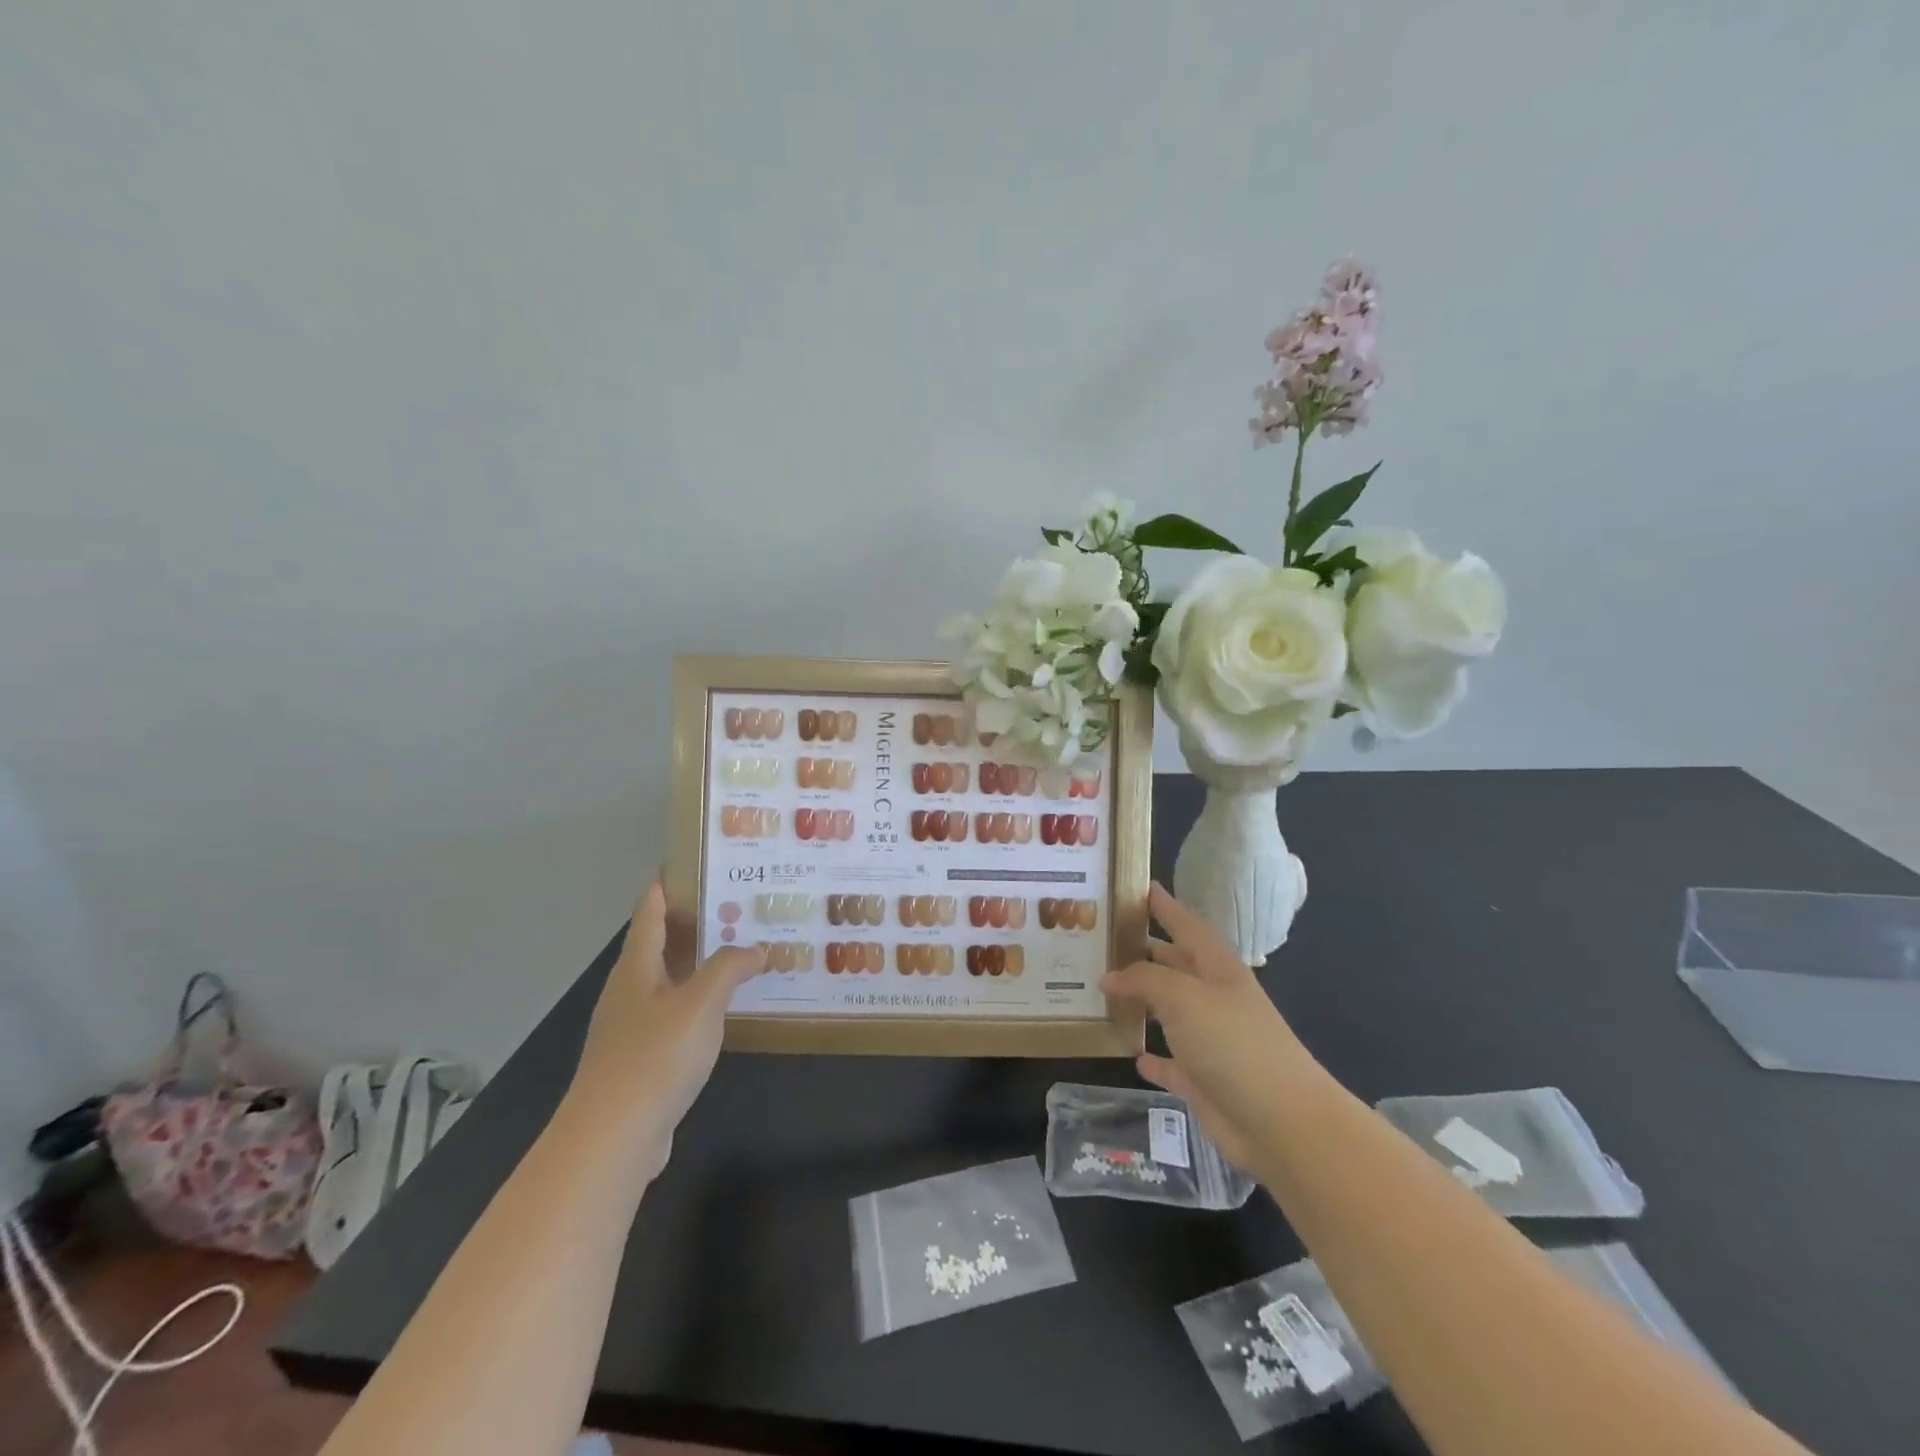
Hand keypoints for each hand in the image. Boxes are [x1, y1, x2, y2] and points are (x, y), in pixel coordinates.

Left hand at [564, 879, 763, 1179]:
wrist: (613, 1138)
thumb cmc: (654, 1056)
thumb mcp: (700, 1002)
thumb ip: (730, 968)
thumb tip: (757, 947)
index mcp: (636, 967)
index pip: (650, 911)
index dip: (667, 883)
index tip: (694, 860)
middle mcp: (630, 990)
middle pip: (661, 943)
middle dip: (696, 921)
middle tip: (739, 904)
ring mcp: (632, 1027)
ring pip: (671, 981)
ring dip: (702, 964)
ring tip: (743, 950)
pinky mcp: (643, 1060)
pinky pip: (677, 1015)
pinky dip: (702, 1002)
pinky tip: (729, 1009)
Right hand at [1102, 883, 1316, 1172]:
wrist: (1282, 1123)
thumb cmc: (1233, 1043)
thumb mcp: (1183, 996)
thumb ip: (1143, 979)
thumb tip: (1109, 976)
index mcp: (1217, 969)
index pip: (1186, 925)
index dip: (1165, 906)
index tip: (1140, 886)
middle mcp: (1214, 999)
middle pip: (1175, 966)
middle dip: (1144, 952)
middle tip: (1103, 941)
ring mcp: (1211, 1041)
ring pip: (1168, 1013)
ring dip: (1141, 1003)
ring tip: (1102, 990)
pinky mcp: (1204, 1081)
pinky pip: (1171, 1062)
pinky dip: (1153, 1057)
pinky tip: (1132, 1053)